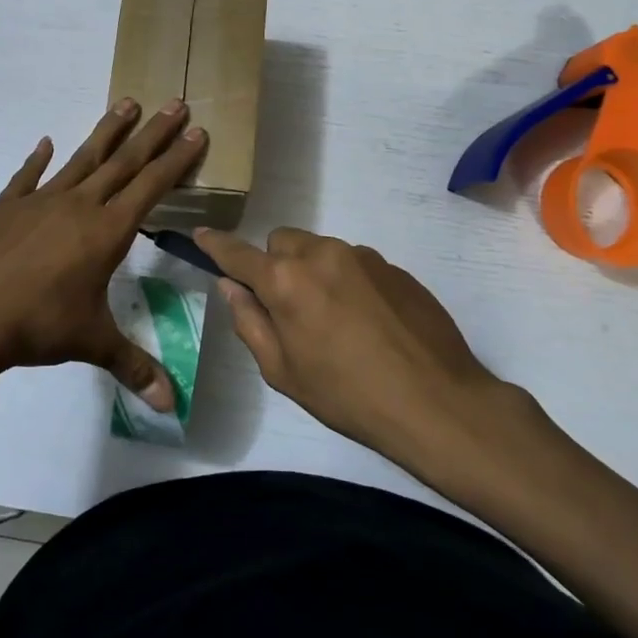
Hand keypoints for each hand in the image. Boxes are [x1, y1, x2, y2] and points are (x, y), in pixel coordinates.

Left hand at [0, 98, 206, 408]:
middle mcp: (78, 205)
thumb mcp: (92, 342)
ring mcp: (40, 201)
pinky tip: (44, 143)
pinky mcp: (6, 207)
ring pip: (82, 159)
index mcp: (106, 231)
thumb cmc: (39, 325)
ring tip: (126, 102)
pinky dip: (37, 160)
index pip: (151, 187)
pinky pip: (27, 177)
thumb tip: (169, 405)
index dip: (176, 160)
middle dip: (153, 133)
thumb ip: (133, 366)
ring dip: (106, 132)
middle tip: (175, 102)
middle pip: (123, 162)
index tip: (196, 132)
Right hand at [194, 226, 539, 462]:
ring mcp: (362, 256)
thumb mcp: (283, 372)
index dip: (215, 245)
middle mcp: (321, 255)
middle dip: (275, 265)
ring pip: (320, 250)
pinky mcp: (394, 266)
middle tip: (289, 308)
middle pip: (282, 241)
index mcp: (286, 281)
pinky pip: (355, 263)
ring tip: (336, 321)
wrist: (436, 401)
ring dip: (314, 272)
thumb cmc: (348, 395)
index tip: (200, 236)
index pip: (238, 253)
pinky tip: (368, 322)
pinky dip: (348, 281)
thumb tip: (231, 288)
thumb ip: (250, 322)